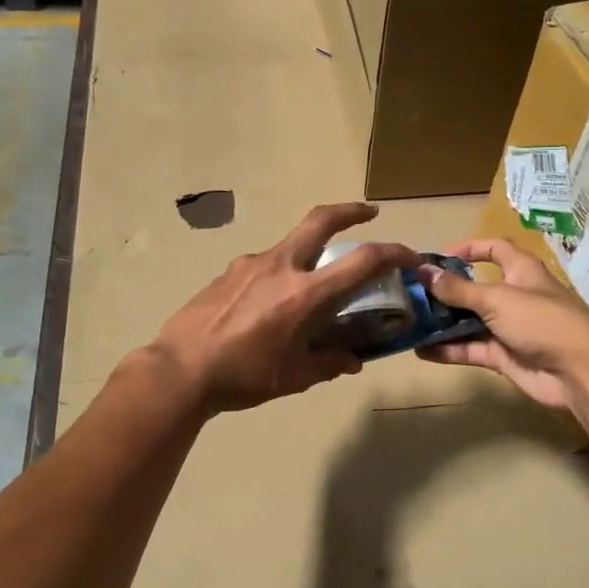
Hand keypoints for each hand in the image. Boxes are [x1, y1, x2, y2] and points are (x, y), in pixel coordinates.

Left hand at [148, 203, 420, 414]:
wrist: (179, 370)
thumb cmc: (243, 377)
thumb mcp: (294, 377)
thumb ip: (328, 364)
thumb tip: (352, 360)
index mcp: (304, 294)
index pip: (361, 262)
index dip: (392, 253)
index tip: (409, 255)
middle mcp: (280, 268)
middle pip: (320, 220)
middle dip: (349, 210)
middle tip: (368, 212)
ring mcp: (249, 265)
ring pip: (290, 245)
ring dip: (309, 252)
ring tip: (310, 286)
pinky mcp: (227, 273)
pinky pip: (263, 265)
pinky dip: (280, 274)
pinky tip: (269, 305)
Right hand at [416, 238, 588, 412]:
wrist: (579, 371)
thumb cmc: (542, 321)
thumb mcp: (497, 299)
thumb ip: (458, 289)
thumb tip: (424, 273)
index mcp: (521, 271)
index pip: (494, 249)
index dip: (469, 249)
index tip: (438, 257)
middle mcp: (514, 297)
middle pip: (475, 288)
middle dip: (446, 291)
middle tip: (412, 294)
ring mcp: (509, 328)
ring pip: (469, 321)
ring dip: (443, 322)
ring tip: (410, 322)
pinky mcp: (504, 356)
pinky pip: (471, 349)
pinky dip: (449, 349)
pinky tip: (421, 350)